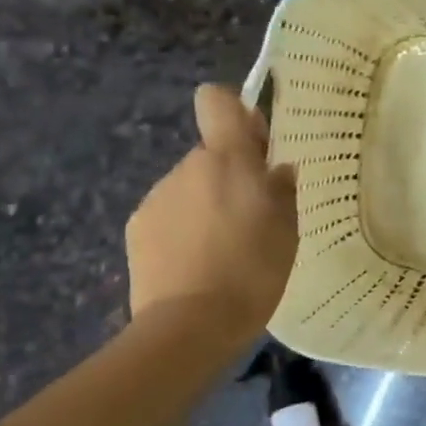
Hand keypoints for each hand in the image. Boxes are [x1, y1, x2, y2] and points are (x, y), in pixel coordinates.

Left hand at [125, 84, 297, 335]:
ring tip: (225, 248)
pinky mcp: (137, 228)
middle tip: (253, 218)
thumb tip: (277, 169)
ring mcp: (157, 197)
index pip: (217, 101)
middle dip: (231, 176)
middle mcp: (188, 167)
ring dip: (207, 205)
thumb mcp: (287, 230)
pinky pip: (169, 214)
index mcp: (229, 160)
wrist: (190, 325)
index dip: (235, 112)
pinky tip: (198, 263)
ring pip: (190, 187)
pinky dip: (184, 229)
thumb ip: (282, 191)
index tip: (255, 144)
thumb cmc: (253, 271)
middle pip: (211, 155)